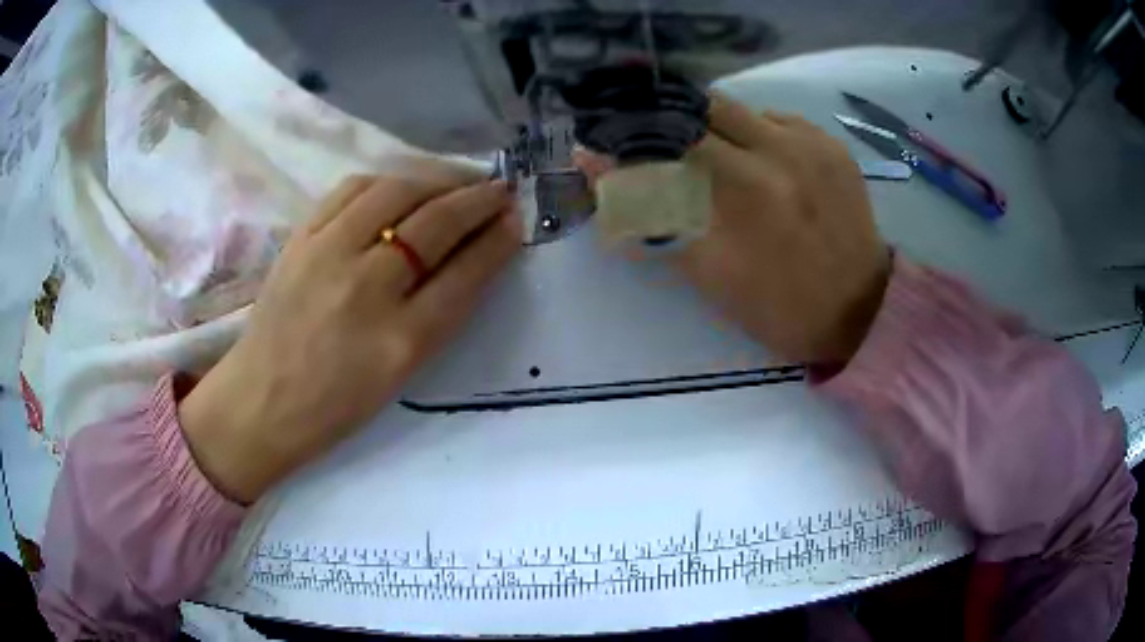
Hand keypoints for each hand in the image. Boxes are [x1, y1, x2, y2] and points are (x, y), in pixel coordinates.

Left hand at [179, 176, 520, 502]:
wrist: (261, 402)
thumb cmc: (335, 406)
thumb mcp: (401, 376)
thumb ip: (439, 316)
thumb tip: (472, 258)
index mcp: (400, 341)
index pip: (465, 273)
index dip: (497, 240)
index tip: (516, 218)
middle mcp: (366, 288)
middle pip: (435, 223)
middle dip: (478, 199)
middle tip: (500, 188)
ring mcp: (327, 255)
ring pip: (395, 191)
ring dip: (436, 178)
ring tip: (456, 181)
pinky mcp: (300, 238)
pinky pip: (351, 189)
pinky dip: (387, 179)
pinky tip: (402, 184)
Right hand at [577, 95, 889, 364]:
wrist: (859, 308)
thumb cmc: (777, 308)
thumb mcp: (707, 273)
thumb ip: (653, 217)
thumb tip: (603, 171)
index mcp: (734, 202)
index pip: (657, 148)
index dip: (625, 141)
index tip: (604, 144)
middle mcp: (769, 159)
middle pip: (692, 111)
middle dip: (665, 125)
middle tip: (659, 144)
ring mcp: (805, 145)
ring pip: (732, 107)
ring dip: (708, 125)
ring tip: (711, 153)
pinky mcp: (829, 143)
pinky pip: (773, 118)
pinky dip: (753, 133)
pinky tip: (759, 161)